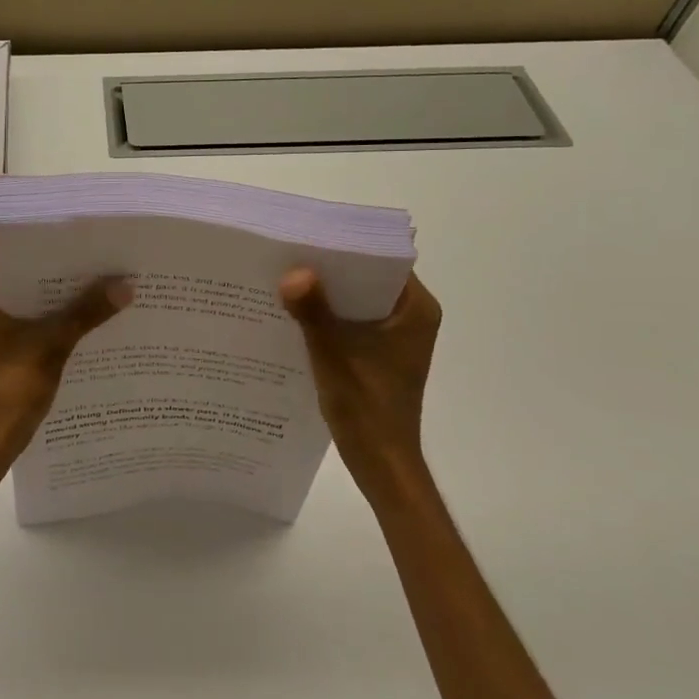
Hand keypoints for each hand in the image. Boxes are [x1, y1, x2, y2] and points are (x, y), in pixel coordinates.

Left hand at [0, 244, 130, 494]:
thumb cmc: (8, 390)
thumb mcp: (51, 346)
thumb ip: (86, 312)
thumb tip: (125, 284)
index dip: (32, 230)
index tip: (67, 223)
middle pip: (13, 269)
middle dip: (51, 261)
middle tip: (91, 247)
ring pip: (20, 296)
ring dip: (52, 289)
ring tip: (94, 274)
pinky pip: (22, 318)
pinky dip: (47, 313)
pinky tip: (81, 313)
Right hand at [279, 268, 441, 488]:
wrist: (381, 461)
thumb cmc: (366, 406)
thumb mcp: (334, 355)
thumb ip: (314, 312)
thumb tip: (294, 272)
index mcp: (416, 309)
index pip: (382, 260)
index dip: (346, 247)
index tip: (308, 236)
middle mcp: (412, 316)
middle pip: (367, 278)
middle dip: (329, 270)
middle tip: (286, 255)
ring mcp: (397, 335)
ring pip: (357, 300)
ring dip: (325, 294)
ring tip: (283, 280)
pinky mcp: (381, 352)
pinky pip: (352, 321)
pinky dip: (328, 317)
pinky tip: (294, 315)